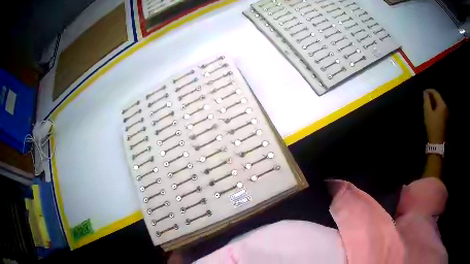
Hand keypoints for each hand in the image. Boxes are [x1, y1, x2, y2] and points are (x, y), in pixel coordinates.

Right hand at [423, 89, 447, 143]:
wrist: (437, 143)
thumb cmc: (432, 127)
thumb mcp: (427, 113)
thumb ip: (426, 101)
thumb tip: (425, 93)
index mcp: (442, 104)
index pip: (435, 92)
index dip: (429, 91)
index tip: (424, 92)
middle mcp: (446, 107)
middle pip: (439, 98)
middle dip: (432, 97)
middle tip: (426, 99)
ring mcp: (447, 114)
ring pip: (440, 104)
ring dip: (435, 103)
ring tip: (429, 105)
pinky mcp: (447, 120)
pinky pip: (442, 110)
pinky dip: (437, 108)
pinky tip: (434, 112)